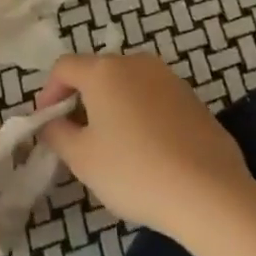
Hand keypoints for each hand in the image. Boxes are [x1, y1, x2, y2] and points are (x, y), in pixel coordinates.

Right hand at [37, 53, 255, 247]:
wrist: (208, 192)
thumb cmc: (134, 171)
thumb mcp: (82, 158)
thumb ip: (57, 133)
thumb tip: (51, 122)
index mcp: (104, 71)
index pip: (64, 67)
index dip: (48, 93)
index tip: (46, 123)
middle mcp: (137, 63)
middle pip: (98, 72)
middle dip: (81, 98)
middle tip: (75, 135)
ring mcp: (170, 79)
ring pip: (128, 85)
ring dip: (112, 106)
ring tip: (111, 144)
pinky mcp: (194, 100)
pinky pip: (154, 99)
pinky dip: (141, 115)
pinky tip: (146, 150)